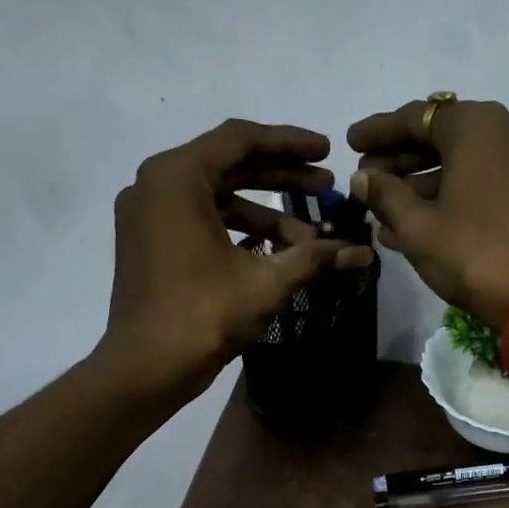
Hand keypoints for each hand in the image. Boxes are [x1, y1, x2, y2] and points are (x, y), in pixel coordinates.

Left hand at [99, 120, 371, 398]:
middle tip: (326, 189)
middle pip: (229, 165)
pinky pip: (200, 219)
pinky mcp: (149, 242)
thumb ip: (314, 258)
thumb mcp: (266, 283)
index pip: (241, 140)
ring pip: (216, 196)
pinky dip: (238, 229)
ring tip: (310, 236)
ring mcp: (148, 214)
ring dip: (265, 212)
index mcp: (177, 177)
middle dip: (281, 177)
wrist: (146, 368)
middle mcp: (156, 184)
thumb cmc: (203, 315)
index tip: (327, 152)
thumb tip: (362, 253)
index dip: (290, 144)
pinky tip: (275, 250)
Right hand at [347, 98, 508, 326]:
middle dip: (401, 160)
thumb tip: (362, 178)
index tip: (350, 145)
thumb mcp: (418, 227)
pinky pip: (486, 184)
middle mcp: (508, 132)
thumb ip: (385, 195)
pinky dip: (454, 197)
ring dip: (424, 185)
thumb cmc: (474, 254)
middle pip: (443, 138)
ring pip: (465, 164)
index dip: (379, 132)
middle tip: (367, 180)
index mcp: (477, 126)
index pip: (417, 117)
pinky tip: (421, 224)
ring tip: (386, 211)